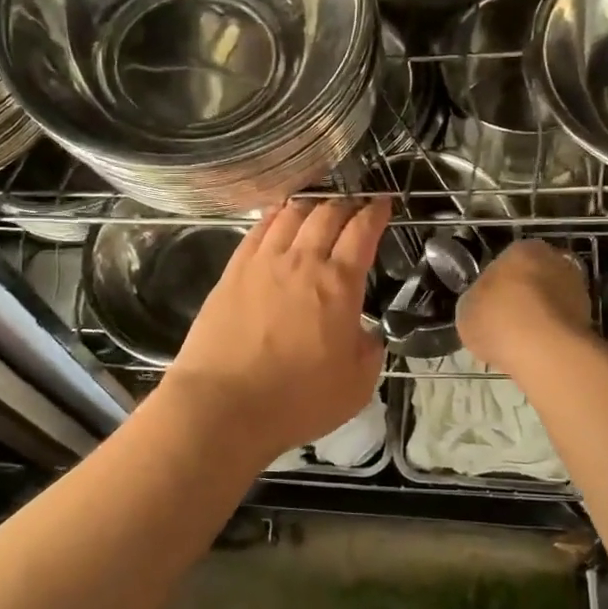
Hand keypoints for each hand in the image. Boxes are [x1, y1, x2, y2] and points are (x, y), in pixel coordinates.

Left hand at [162, 197, 387, 462]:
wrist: (224, 405)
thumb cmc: (298, 400)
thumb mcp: (356, 385)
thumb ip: (368, 350)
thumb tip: (364, 333)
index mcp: (339, 285)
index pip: (362, 232)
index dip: (376, 213)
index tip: (383, 204)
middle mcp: (302, 262)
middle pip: (327, 214)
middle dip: (346, 203)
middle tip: (355, 204)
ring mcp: (263, 262)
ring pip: (290, 215)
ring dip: (310, 204)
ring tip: (318, 204)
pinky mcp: (232, 271)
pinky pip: (257, 230)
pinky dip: (274, 216)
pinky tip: (277, 216)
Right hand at [457, 238, 591, 372]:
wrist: (543, 350)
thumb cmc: (497, 319)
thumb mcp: (466, 309)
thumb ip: (476, 301)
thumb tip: (483, 305)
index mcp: (521, 249)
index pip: (506, 261)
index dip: (496, 285)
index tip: (489, 305)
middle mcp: (555, 259)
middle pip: (534, 278)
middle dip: (523, 296)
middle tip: (506, 321)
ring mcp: (577, 288)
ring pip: (552, 300)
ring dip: (541, 315)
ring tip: (522, 340)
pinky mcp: (590, 317)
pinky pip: (563, 323)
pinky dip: (553, 333)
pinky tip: (538, 350)